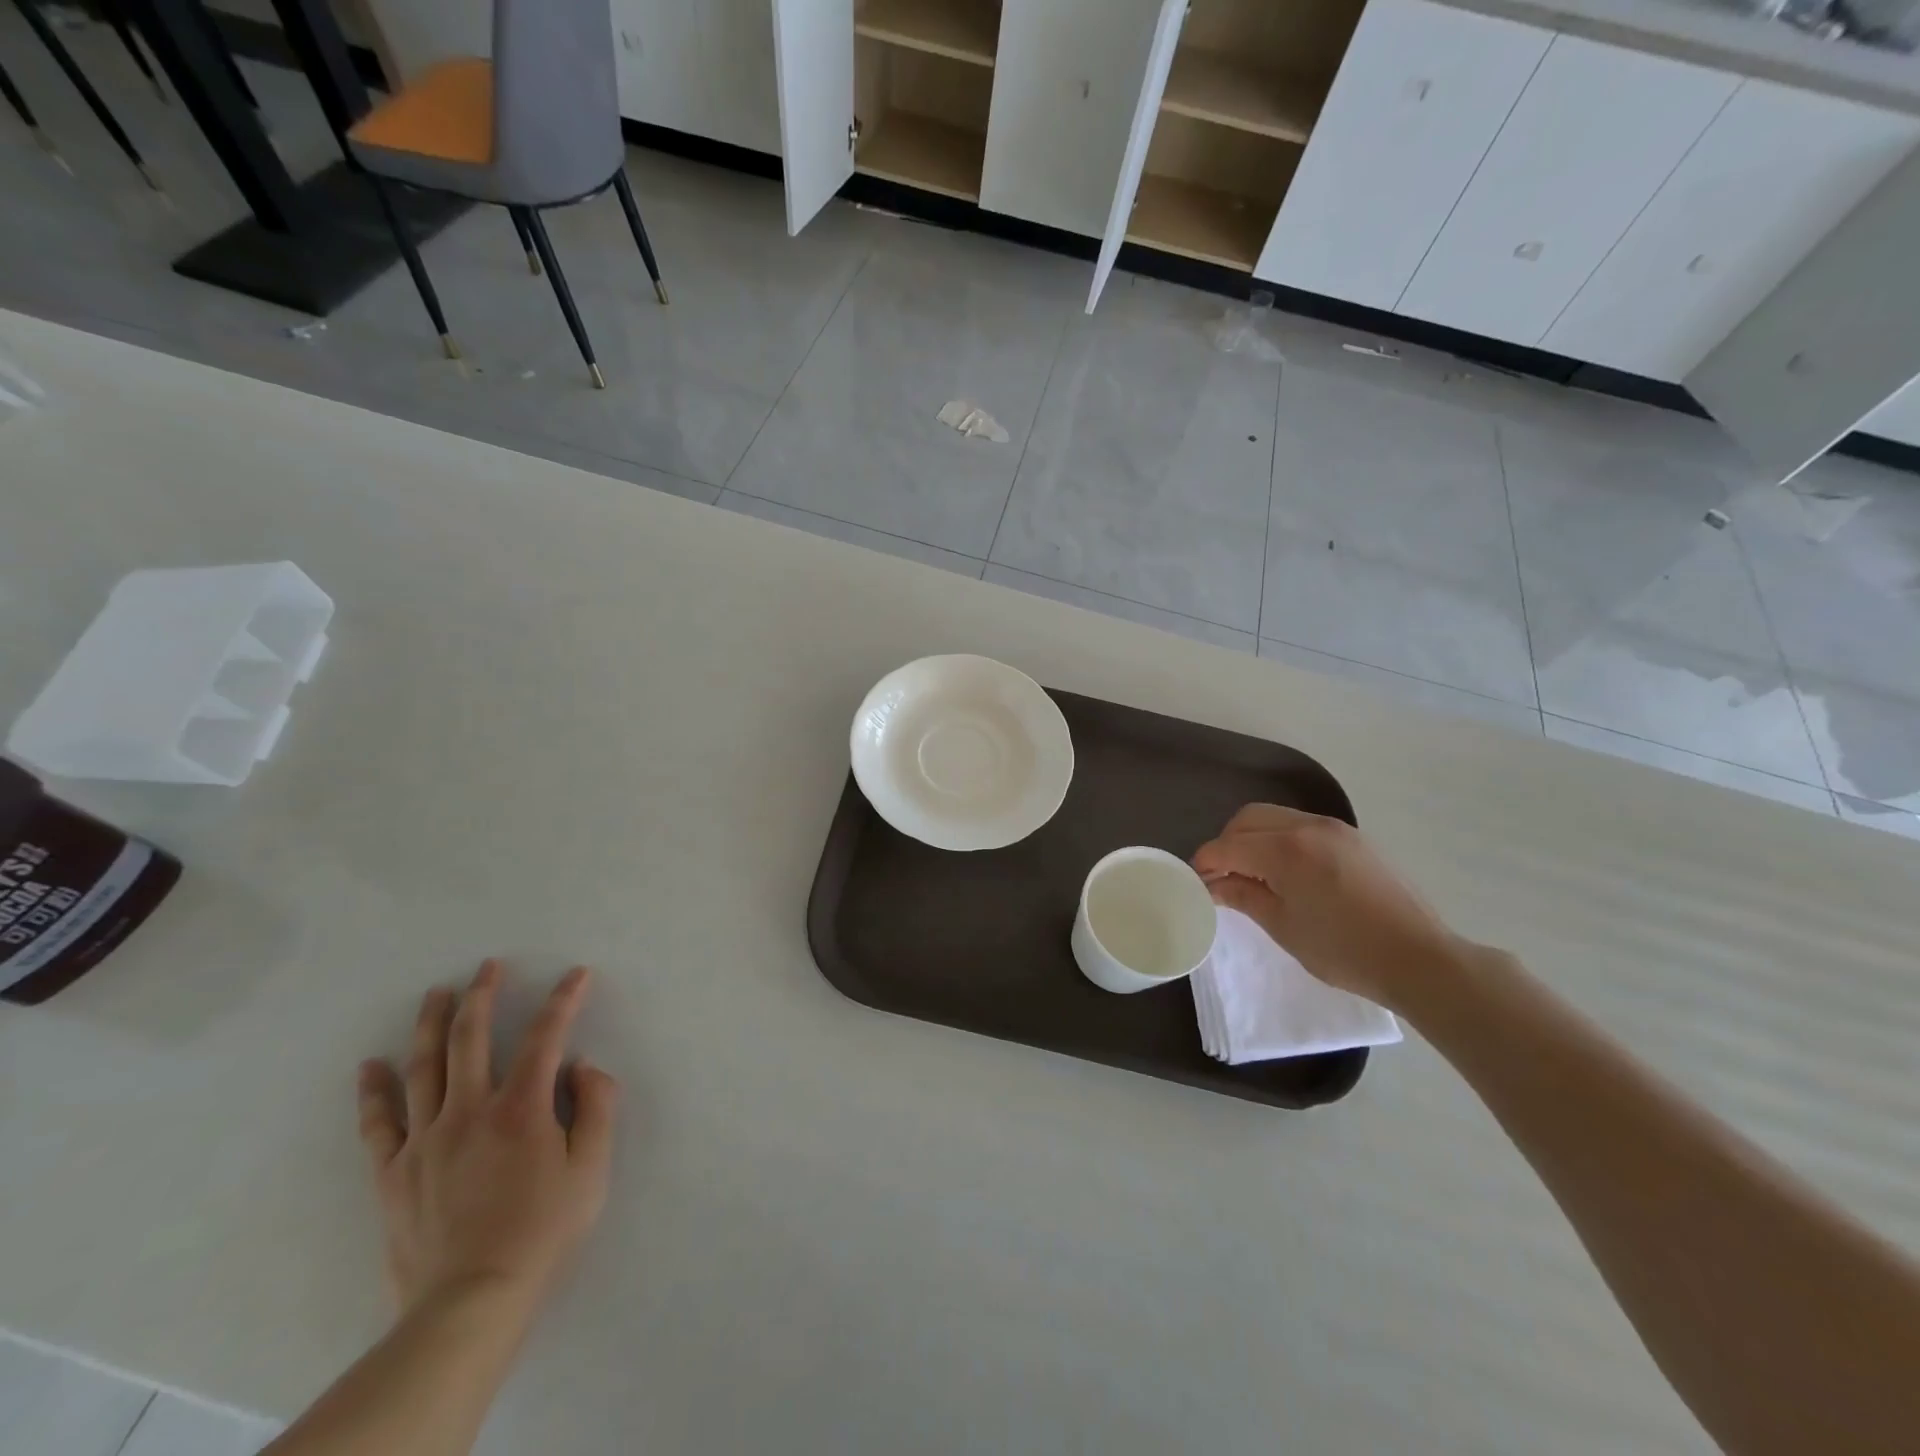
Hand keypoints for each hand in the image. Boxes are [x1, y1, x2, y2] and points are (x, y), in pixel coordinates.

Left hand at [357, 961, 617, 1322]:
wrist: (470, 1303)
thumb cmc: (542, 1232)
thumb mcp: (591, 1170)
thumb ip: (597, 1109)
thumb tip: (583, 1067)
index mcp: (521, 1109)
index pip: (546, 1037)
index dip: (563, 1000)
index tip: (576, 974)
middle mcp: (469, 1111)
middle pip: (472, 1038)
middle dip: (483, 995)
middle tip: (488, 966)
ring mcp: (425, 1140)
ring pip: (424, 1067)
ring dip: (431, 1024)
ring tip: (436, 993)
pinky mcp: (394, 1173)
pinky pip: (379, 1123)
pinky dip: (373, 1091)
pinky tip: (370, 1066)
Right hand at [1192, 804, 1468, 1008]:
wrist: (1420, 959)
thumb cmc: (1344, 950)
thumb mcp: (1283, 926)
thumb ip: (1243, 895)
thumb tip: (1213, 884)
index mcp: (1285, 849)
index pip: (1227, 846)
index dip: (1205, 864)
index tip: (1197, 885)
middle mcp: (1307, 826)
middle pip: (1247, 819)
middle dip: (1227, 844)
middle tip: (1224, 878)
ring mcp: (1335, 828)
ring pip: (1275, 818)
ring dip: (1254, 839)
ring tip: (1255, 875)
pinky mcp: (1354, 838)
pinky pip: (1302, 826)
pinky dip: (1282, 840)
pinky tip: (1288, 873)